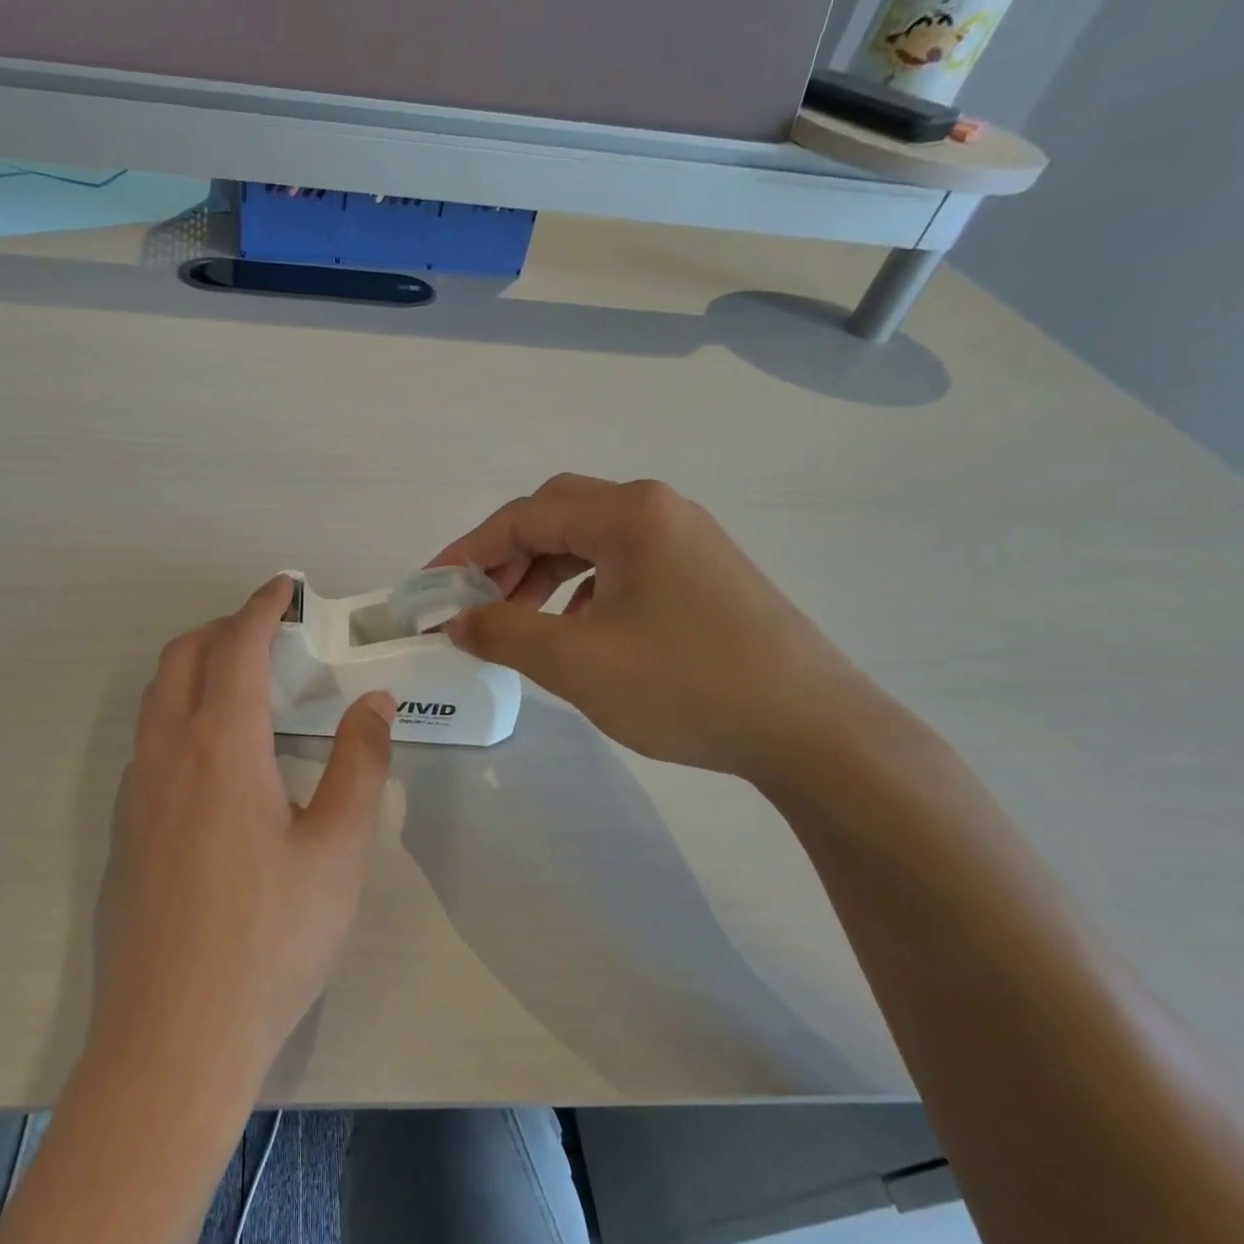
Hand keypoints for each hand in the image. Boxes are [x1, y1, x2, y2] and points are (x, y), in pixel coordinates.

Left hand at [89, 576, 397, 1097]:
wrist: (174, 1038)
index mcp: (220, 746)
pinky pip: (149, 740)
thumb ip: (360, 766)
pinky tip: (218, 755)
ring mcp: (135, 793)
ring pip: (157, 698)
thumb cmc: (271, 940)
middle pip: (183, 658)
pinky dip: (181, 712)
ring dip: (197, 668)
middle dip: (224, 627)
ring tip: (246, 682)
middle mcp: (166, 754)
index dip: (261, 607)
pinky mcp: (125, 830)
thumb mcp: (338, 851)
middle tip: (271, 631)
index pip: (236, 647)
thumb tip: (374, 703)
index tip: (285, 586)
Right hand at [433, 475, 879, 781]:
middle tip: (474, 604)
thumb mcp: (576, 661)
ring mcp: (688, 543)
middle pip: (558, 518)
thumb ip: (503, 633)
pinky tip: (576, 632)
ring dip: (542, 577)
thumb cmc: (685, 684)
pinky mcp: (704, 577)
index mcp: (629, 514)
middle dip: (505, 559)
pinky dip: (582, 592)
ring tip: (517, 623)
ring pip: (590, 545)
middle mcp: (659, 512)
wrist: (812, 731)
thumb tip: (457, 621)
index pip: (524, 516)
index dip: (468, 551)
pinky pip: (622, 569)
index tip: (432, 588)